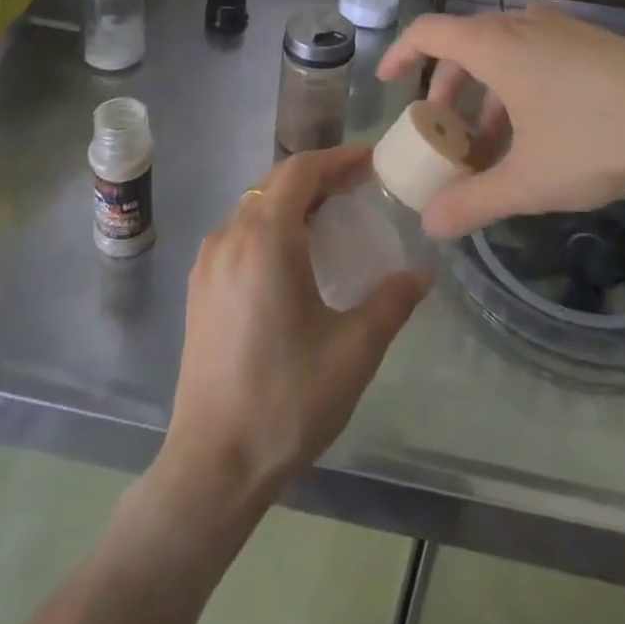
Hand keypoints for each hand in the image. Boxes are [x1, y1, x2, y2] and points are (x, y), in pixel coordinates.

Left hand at [161, 145, 429, 505]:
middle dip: (319, 177)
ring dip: (293, 200)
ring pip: (254, 206)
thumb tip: (424, 273)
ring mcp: (209, 261)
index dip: (337, 159)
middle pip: (275, 183)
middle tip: (360, 186)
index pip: (300, 171)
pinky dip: (271, 224)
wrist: (212, 464)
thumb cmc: (286, 400)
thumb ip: (391, 302)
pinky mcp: (200, 287)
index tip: (371, 161)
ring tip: (332, 217)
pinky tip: (294, 256)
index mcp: (265, 239)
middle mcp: (230, 236)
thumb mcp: (353, 351)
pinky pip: (239, 232)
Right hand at [378, 5, 624, 237]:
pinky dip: (519, 87)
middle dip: (447, 90)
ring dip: (486, 94)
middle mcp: (522, 24)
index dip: (400, 54)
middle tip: (445, 132)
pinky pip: (536, 55)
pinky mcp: (592, 42)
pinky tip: (542, 133)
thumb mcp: (528, 179)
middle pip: (464, 46)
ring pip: (504, 53)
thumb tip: (431, 227)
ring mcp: (561, 29)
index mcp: (494, 44)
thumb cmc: (595, 137)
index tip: (387, 83)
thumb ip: (474, 202)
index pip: (427, 32)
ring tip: (495, 144)